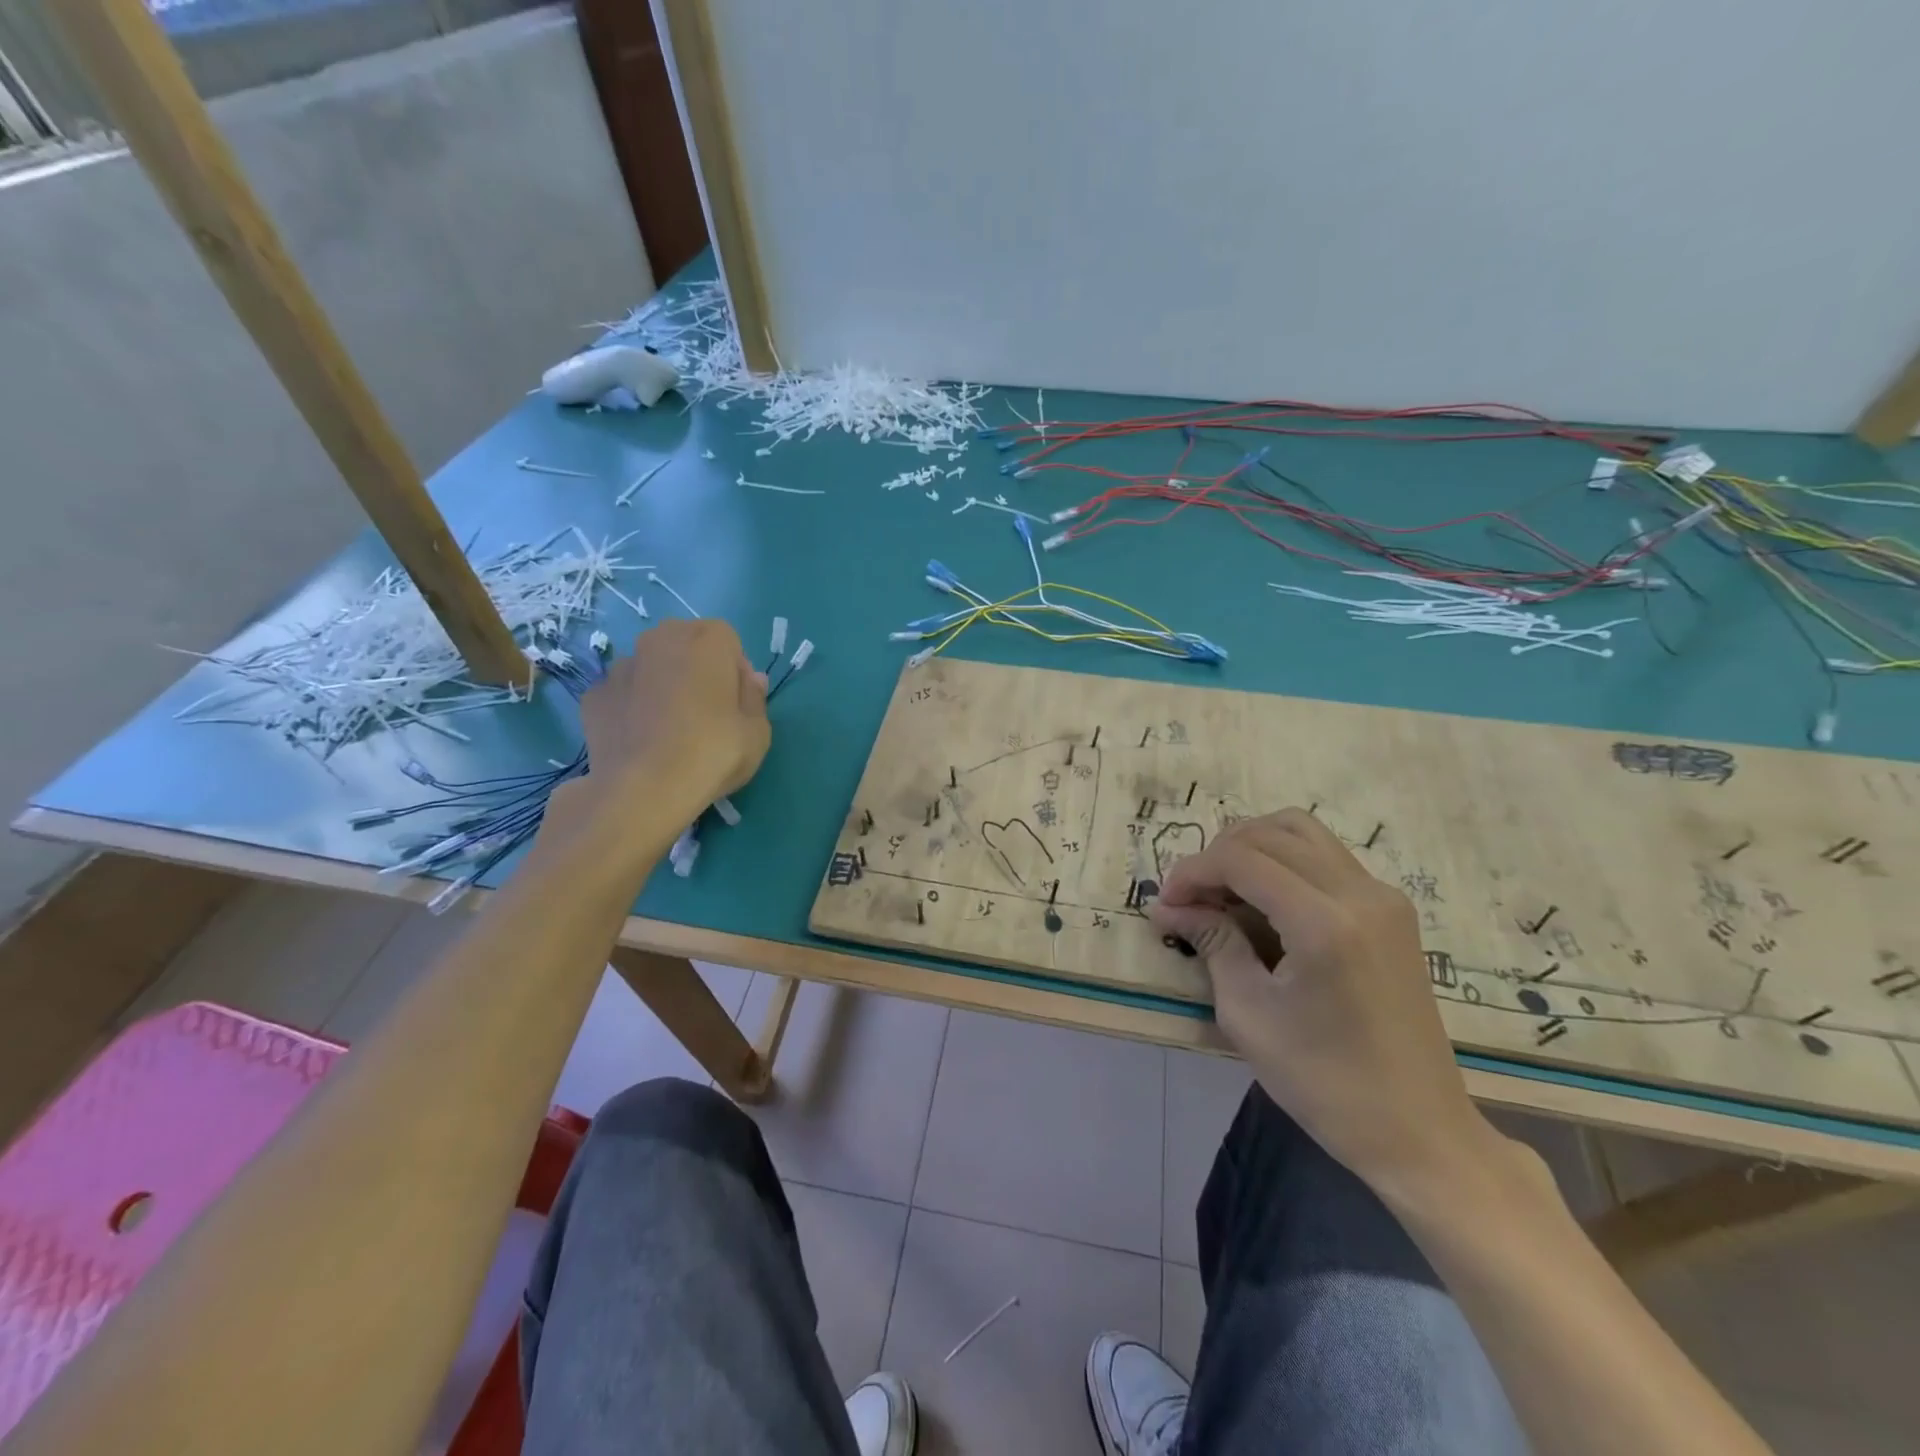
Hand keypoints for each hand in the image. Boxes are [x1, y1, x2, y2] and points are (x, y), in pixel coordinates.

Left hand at [578, 619, 769, 808]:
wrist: (642, 791)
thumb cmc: (712, 754)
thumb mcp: (758, 733)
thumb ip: (755, 698)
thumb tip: (749, 679)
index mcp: (707, 641)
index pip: (728, 642)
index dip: (735, 672)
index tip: (736, 704)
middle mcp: (661, 640)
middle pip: (686, 645)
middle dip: (697, 670)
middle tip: (706, 713)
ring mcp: (622, 666)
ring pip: (651, 667)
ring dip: (662, 685)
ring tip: (669, 729)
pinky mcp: (594, 694)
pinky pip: (623, 693)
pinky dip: (632, 707)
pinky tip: (641, 739)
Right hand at [1148, 809, 1496, 1198]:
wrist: (1418, 1130)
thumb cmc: (1324, 1082)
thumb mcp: (1248, 1014)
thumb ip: (1211, 943)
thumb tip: (1169, 907)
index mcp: (1323, 922)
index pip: (1242, 858)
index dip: (1193, 870)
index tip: (1166, 902)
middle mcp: (1359, 893)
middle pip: (1270, 834)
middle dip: (1218, 855)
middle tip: (1190, 898)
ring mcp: (1383, 897)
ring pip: (1302, 831)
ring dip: (1252, 847)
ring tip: (1223, 889)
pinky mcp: (1391, 910)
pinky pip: (1326, 856)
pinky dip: (1284, 860)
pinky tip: (1263, 899)